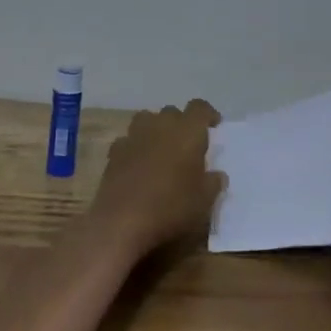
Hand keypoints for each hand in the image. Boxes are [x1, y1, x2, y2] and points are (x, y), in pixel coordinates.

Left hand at [87, 100, 226, 254]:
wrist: (122, 222)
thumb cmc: (172, 208)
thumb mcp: (204, 201)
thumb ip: (213, 183)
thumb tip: (216, 175)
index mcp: (187, 132)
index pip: (199, 108)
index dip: (208, 114)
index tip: (214, 126)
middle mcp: (160, 126)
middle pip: (171, 112)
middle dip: (180, 123)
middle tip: (187, 144)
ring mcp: (133, 137)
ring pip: (146, 119)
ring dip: (155, 129)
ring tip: (161, 148)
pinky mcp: (114, 153)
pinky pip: (127, 141)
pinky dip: (135, 147)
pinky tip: (137, 164)